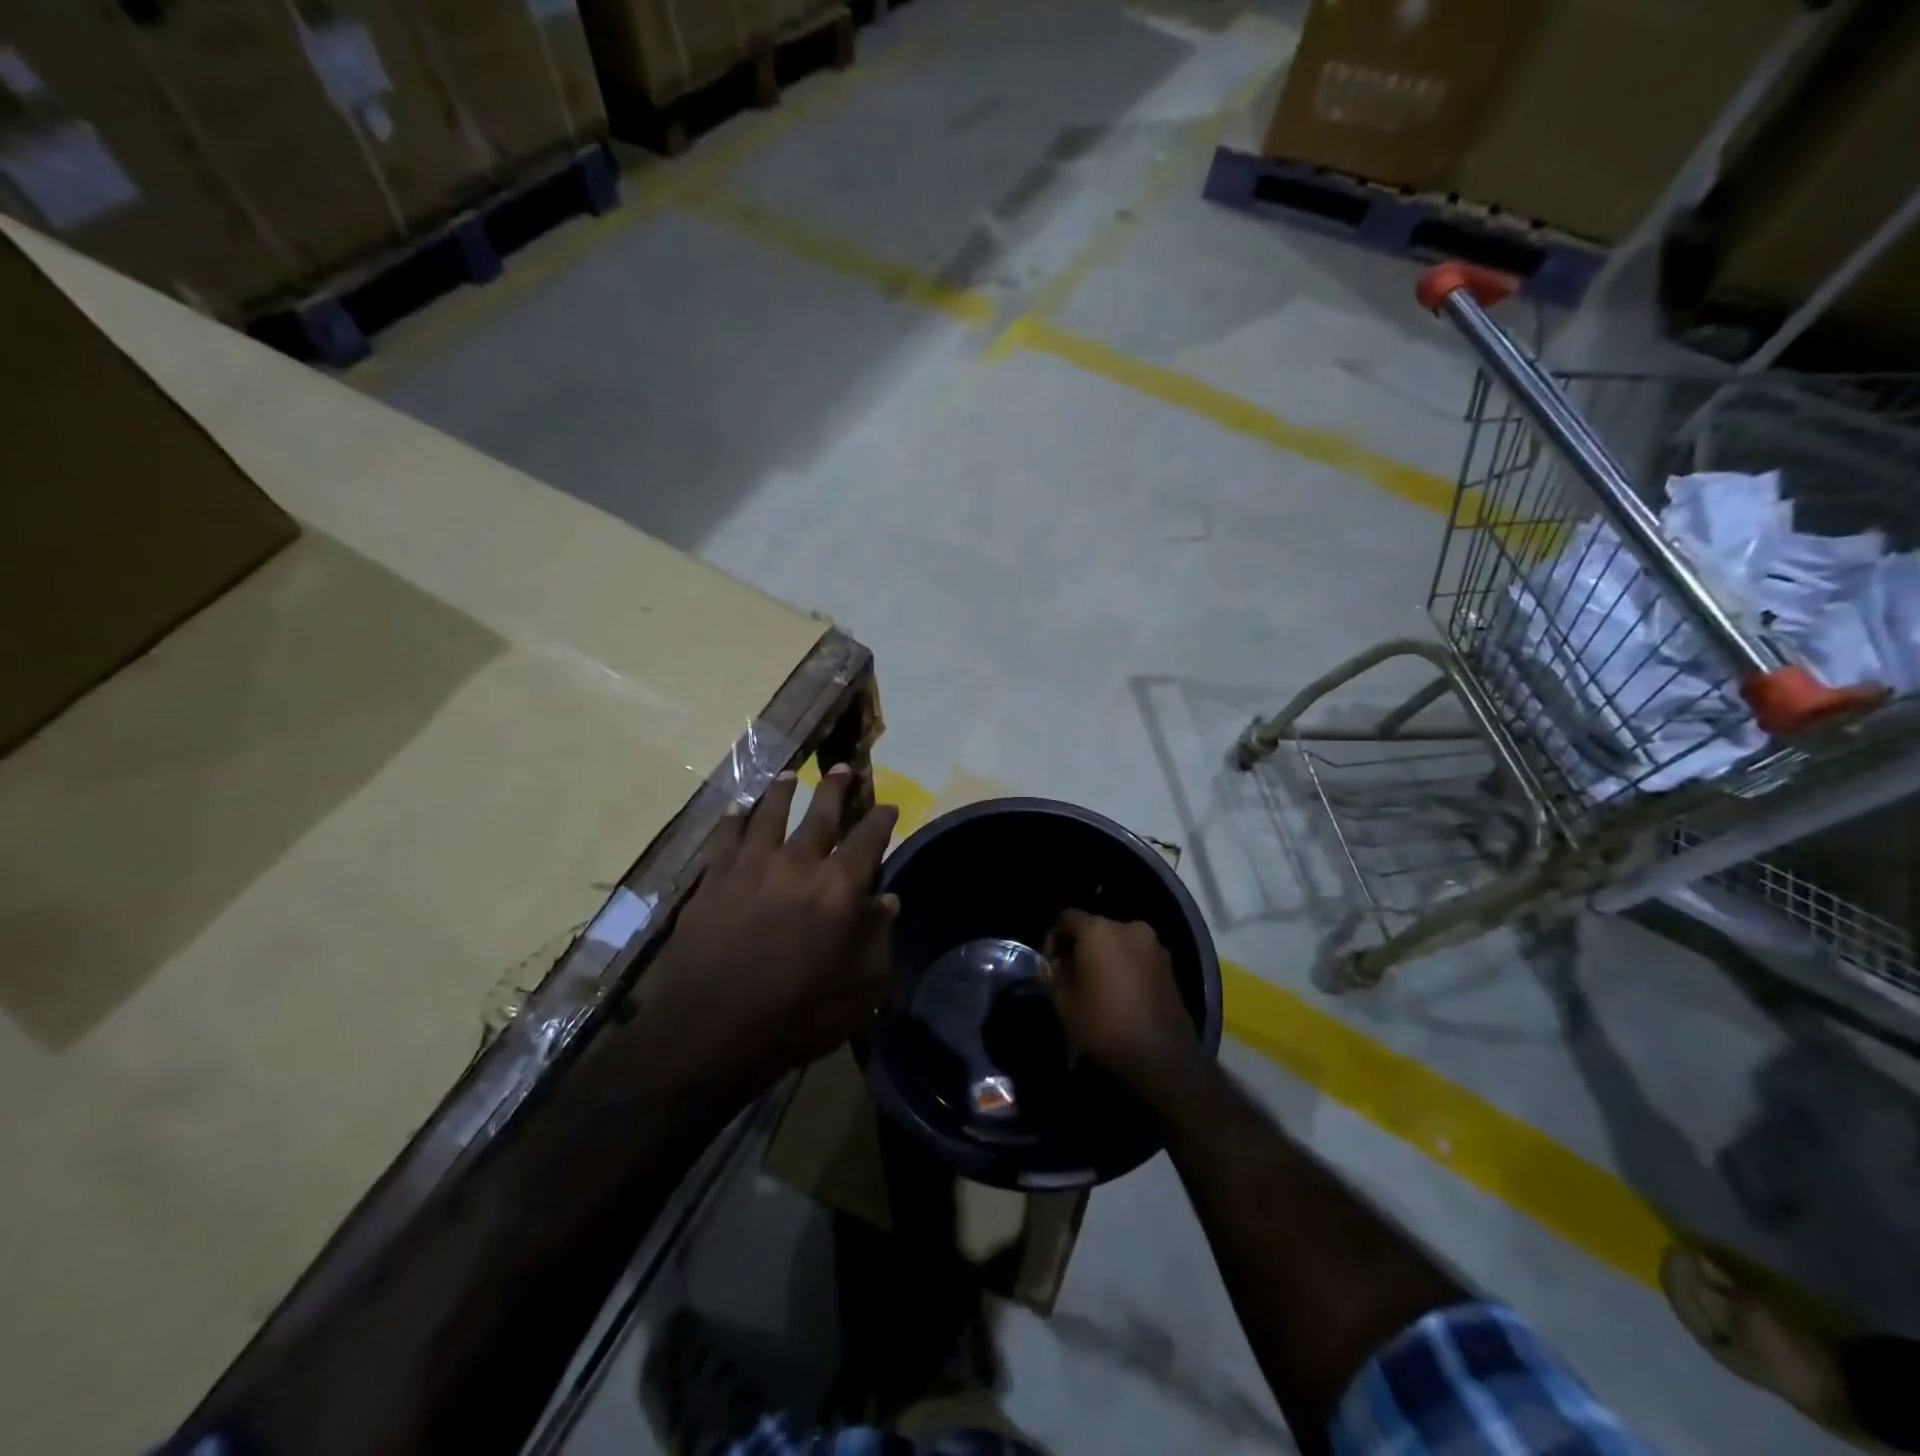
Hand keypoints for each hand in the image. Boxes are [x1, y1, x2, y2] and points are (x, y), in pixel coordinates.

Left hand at [640, 763, 898, 1090]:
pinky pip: (726, 835)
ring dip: (783, 790)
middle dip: (835, 787)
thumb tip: (886, 900)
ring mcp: (751, 865)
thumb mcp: (861, 987)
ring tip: (789, 775)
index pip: (869, 838)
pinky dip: (734, 818)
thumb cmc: (797, 1014)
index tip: (890, 805)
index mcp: (840, 886)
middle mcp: (798, 862)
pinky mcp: (713, 878)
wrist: (710, 1031)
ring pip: (770, 812)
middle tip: (841, 768)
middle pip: (821, 812)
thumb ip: (878, 937)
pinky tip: (738, 809)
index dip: (881, 818)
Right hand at [1045, 910, 1198, 1097]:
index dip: (1053, 938)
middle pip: (1095, 928)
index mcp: (1099, 930)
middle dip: (1081, 948)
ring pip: (1119, 943)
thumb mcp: (1065, 1002)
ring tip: (1098, 987)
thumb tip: (1056, 964)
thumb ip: (1055, 975)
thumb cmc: (1105, 1025)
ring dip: (1105, 957)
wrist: (1161, 1056)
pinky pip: (1138, 957)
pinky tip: (1122, 994)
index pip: (1067, 918)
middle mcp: (1129, 927)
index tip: (1051, 966)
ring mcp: (1154, 945)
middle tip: (1072, 976)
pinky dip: (1126, 967)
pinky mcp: (1170, 965)